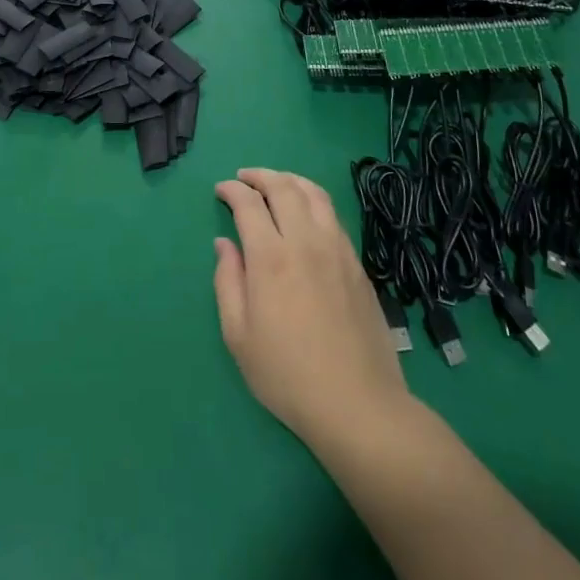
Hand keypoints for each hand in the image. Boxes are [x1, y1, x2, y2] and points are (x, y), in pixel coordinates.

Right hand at [214, 168, 410, 445]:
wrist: (358, 404)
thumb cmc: (287, 375)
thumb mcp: (239, 336)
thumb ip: (228, 282)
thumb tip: (224, 244)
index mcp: (270, 258)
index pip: (248, 204)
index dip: (232, 190)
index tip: (221, 190)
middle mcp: (305, 241)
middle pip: (283, 187)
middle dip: (259, 175)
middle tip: (244, 178)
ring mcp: (336, 249)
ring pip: (314, 193)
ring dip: (290, 180)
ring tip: (276, 183)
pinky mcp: (357, 263)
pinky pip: (333, 215)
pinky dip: (313, 200)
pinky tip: (306, 213)